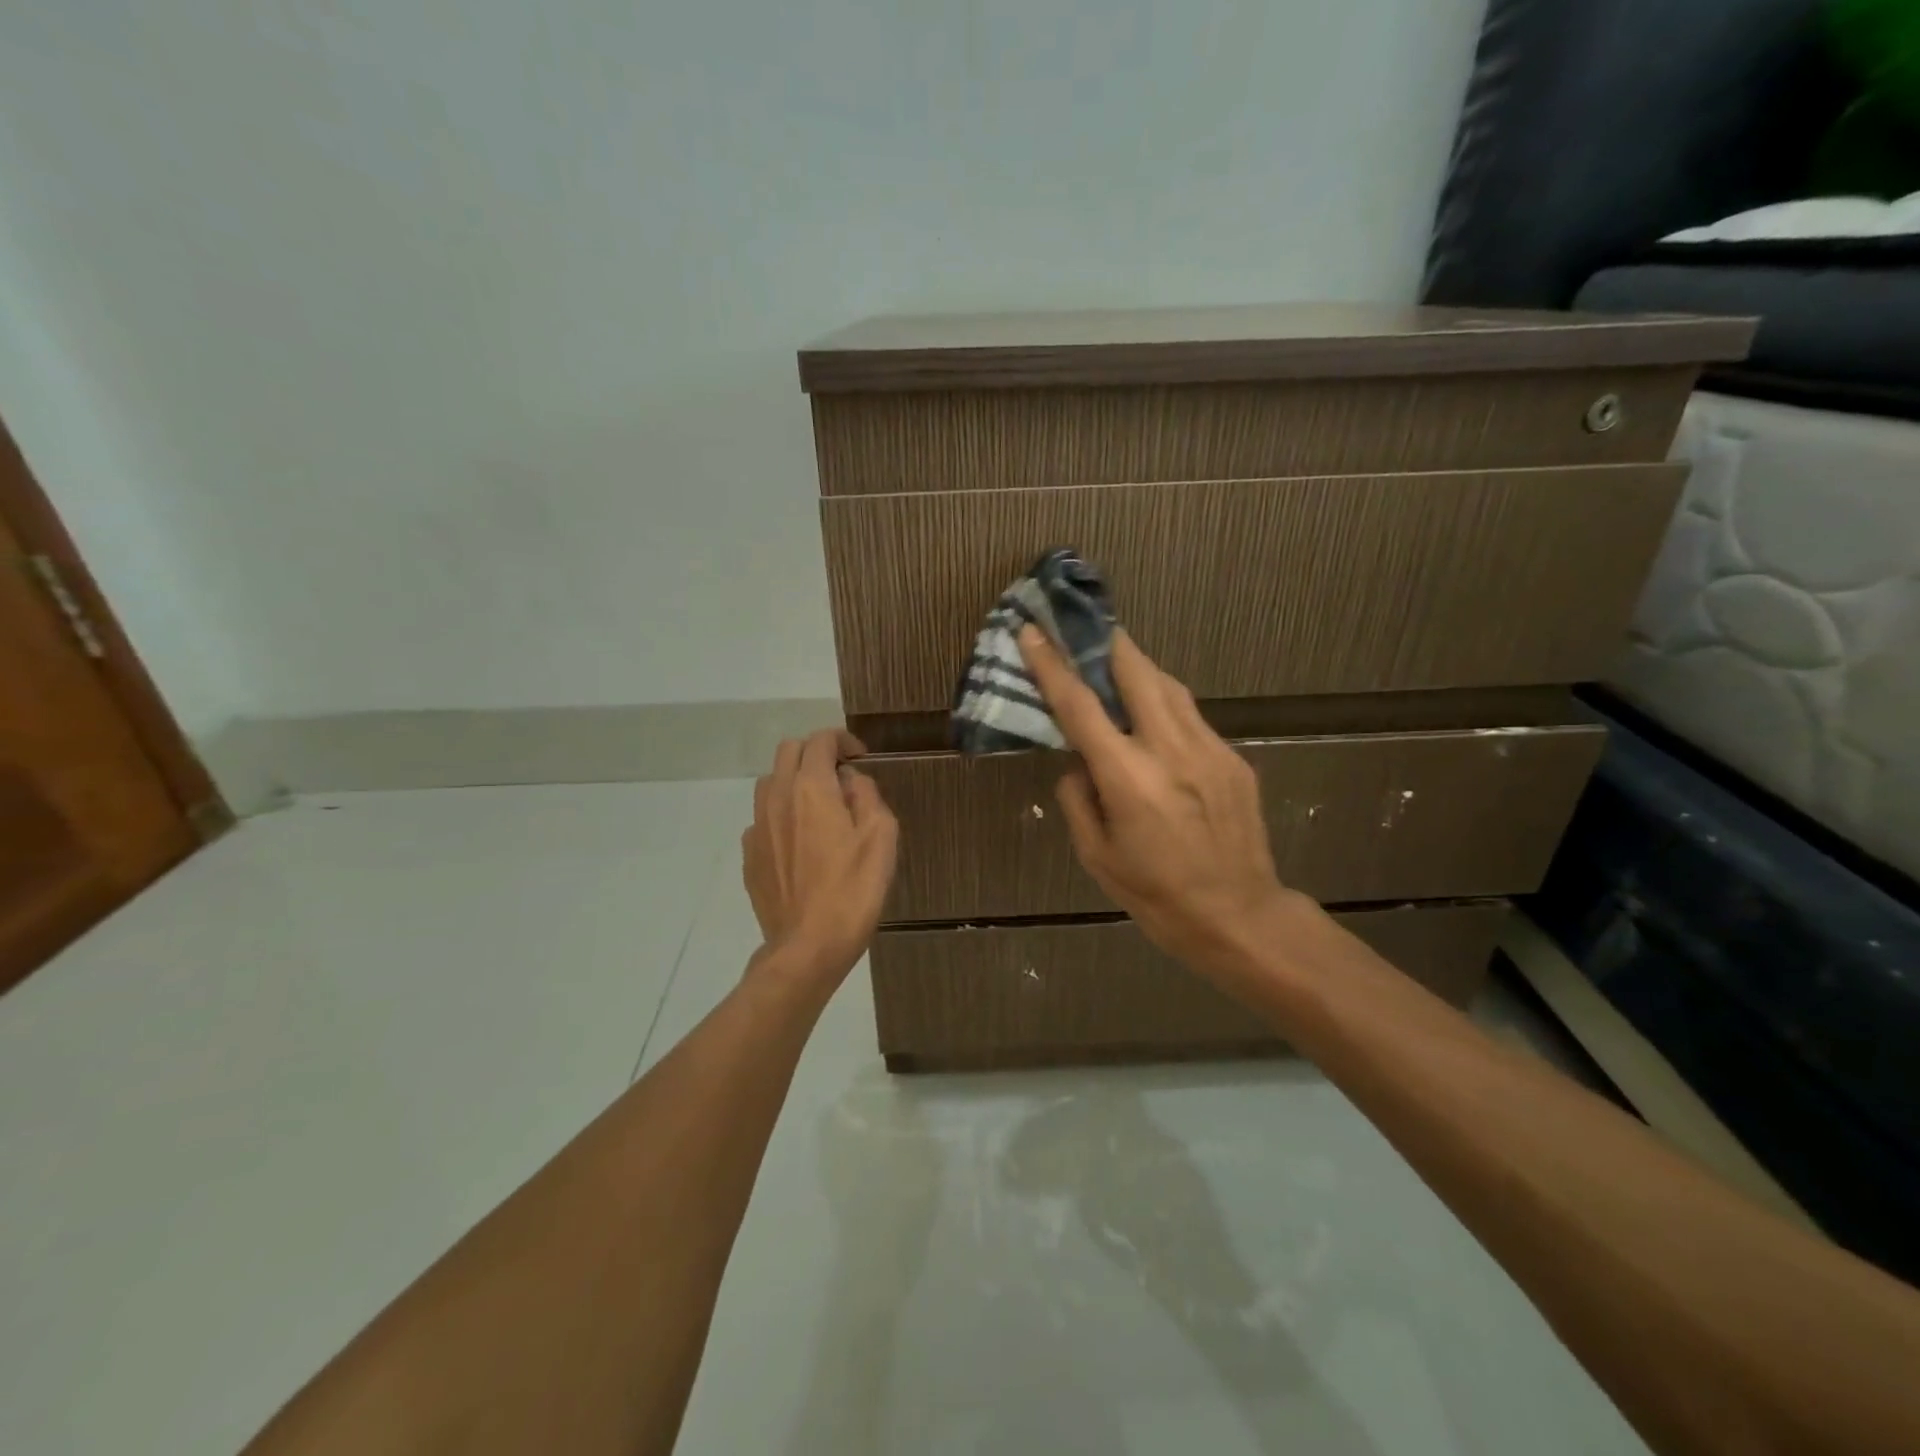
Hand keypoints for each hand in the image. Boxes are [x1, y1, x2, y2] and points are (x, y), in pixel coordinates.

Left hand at [742, 729, 898, 986]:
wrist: (808, 946)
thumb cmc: (853, 890)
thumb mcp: (881, 837)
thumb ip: (867, 795)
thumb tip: (850, 780)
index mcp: (812, 788)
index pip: (820, 741)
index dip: (842, 740)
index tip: (860, 757)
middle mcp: (778, 798)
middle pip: (789, 751)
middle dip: (815, 753)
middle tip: (840, 776)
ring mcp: (758, 827)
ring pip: (771, 782)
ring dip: (795, 781)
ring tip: (819, 807)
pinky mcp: (750, 855)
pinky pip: (763, 818)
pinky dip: (782, 815)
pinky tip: (800, 843)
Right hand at [1018, 626, 1293, 971]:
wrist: (1238, 915)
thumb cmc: (1156, 895)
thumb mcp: (1096, 856)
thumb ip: (1078, 799)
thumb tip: (1078, 763)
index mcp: (1127, 777)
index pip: (1080, 705)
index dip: (1051, 665)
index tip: (1033, 631)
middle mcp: (1169, 750)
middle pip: (1136, 672)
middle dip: (1107, 643)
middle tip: (1085, 628)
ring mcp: (1209, 749)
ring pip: (1169, 686)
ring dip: (1138, 667)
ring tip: (1116, 663)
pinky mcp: (1233, 758)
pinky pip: (1191, 716)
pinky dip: (1165, 703)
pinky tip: (1154, 717)